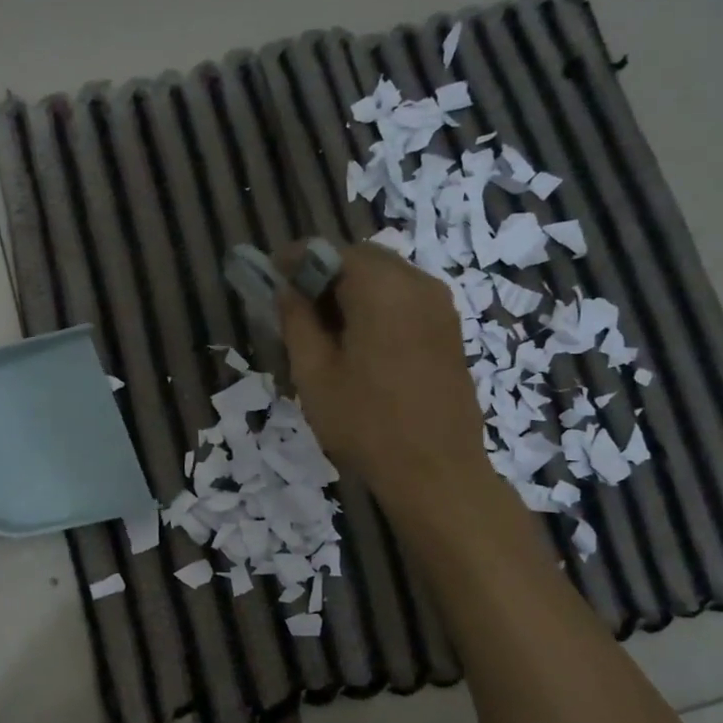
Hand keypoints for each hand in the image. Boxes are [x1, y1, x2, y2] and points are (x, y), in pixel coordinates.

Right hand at [278, 242, 488, 500]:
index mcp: (382, 288)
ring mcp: (441, 307)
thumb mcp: (314, 374)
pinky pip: (407, 299)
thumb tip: (287, 289)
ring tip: (325, 328)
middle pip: (364, 259)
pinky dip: (378, 305)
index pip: (332, 251)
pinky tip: (360, 342)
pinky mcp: (450, 331)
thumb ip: (297, 322)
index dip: (298, 259)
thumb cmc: (365, 423)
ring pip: (388, 278)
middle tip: (296, 305)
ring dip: (353, 290)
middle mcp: (418, 284)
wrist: (435, 470)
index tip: (271, 274)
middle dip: (327, 272)